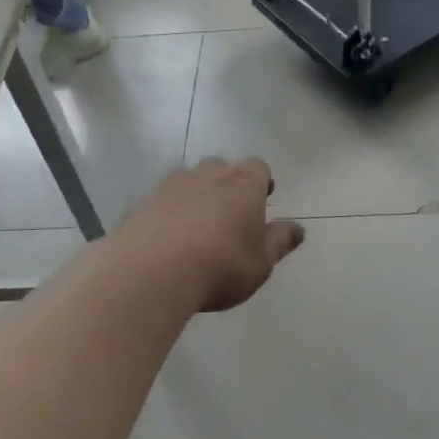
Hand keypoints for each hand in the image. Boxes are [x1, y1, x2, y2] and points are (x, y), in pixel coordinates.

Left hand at [122, 158, 304, 312]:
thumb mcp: (261, 262)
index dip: (261, 181)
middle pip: (221, 168)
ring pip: (188, 181)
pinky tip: (168, 241)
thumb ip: (279, 242)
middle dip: (227, 185)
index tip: (263, 199)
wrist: (151, 271)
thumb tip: (298, 229)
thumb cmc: (221, 265)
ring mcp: (170, 186)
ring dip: (195, 197)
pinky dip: (168, 214)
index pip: (257, 167)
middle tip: (230, 214)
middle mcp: (207, 175)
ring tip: (196, 227)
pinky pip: (161, 203)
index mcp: (243, 184)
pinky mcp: (141, 204)